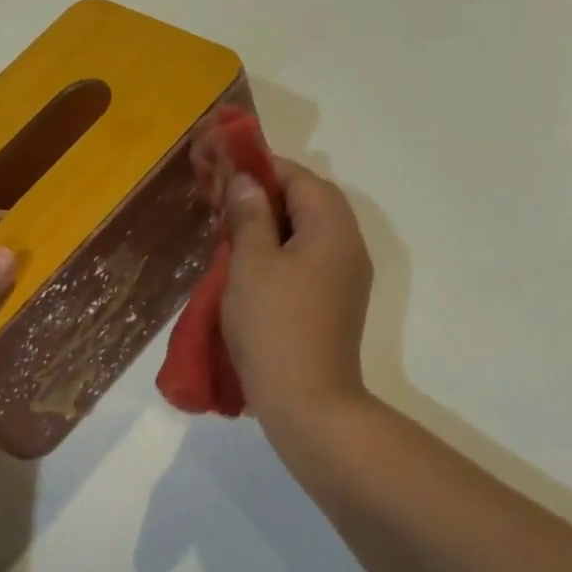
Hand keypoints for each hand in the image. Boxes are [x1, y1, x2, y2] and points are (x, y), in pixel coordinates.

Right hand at [220, 158, 374, 424]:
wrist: (307, 403)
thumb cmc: (274, 326)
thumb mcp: (251, 263)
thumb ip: (249, 215)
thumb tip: (247, 182)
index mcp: (332, 228)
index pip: (301, 178)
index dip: (263, 168)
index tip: (226, 168)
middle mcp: (348, 246)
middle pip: (308, 202)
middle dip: (265, 195)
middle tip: (224, 199)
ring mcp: (345, 277)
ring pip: (307, 232)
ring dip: (271, 223)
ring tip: (230, 229)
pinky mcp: (335, 302)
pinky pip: (308, 259)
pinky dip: (280, 250)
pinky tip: (249, 263)